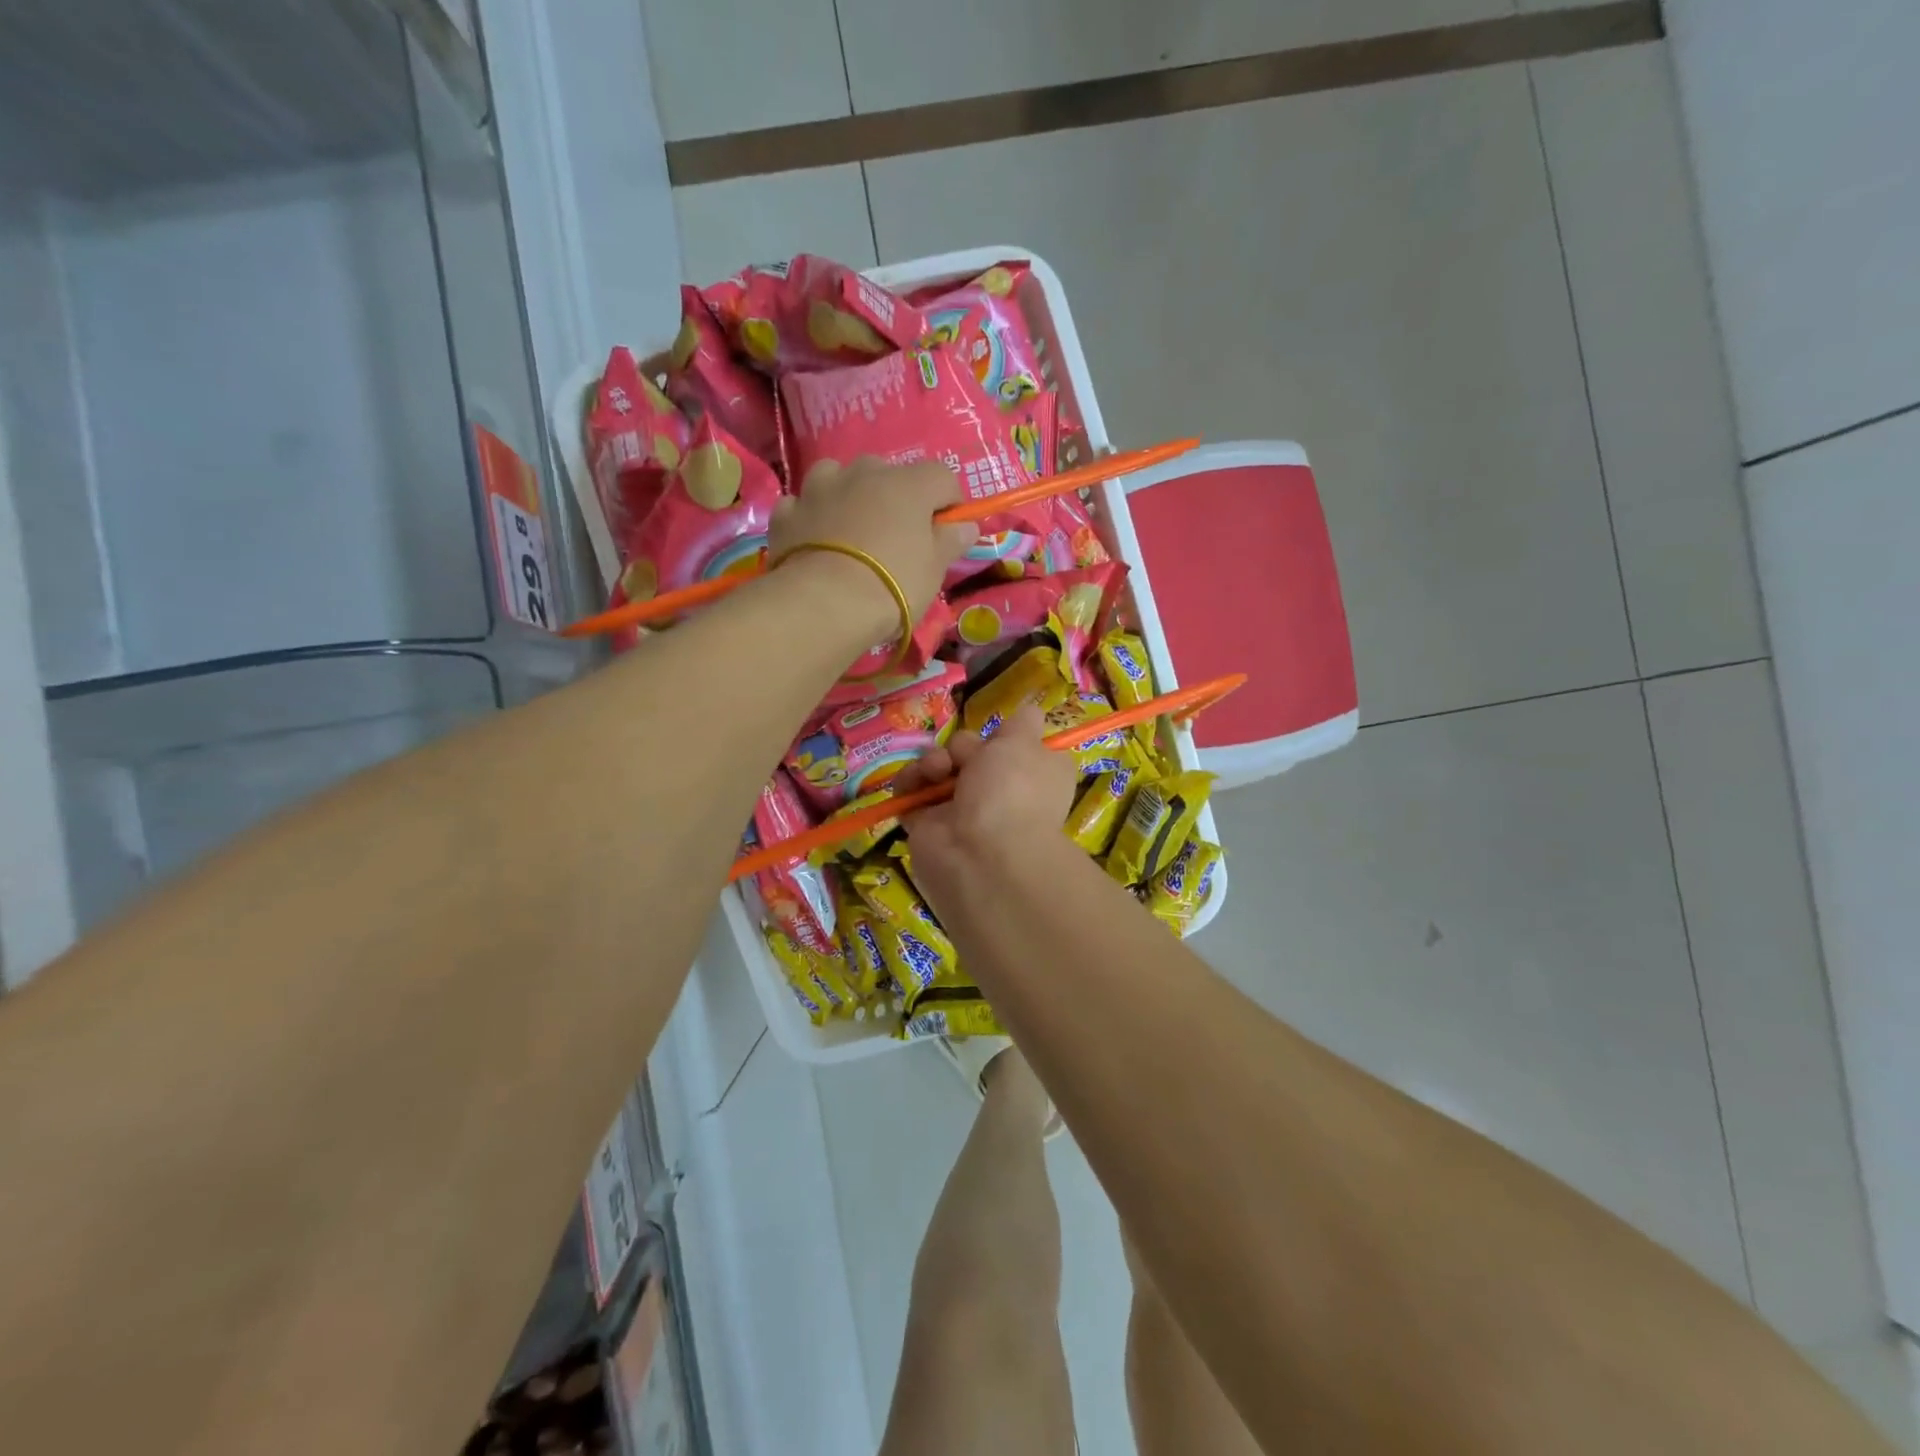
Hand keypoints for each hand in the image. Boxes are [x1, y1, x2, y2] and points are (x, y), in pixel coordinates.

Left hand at [769, 457, 979, 631]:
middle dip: (894, 498)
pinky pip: (804, 505)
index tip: (946, 533)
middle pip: (888, 473)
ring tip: (850, 532)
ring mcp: (820, 489)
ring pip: (839, 478)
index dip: (949, 503)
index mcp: (908, 484)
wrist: (825, 604)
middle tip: (896, 538)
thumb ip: (951, 542)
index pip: (942, 477)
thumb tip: (966, 525)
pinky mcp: (787, 513)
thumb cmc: (893, 584)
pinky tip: (814, 542)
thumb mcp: (934, 570)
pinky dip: (812, 518)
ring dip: (848, 496)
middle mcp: (863, 473)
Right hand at [889, 704, 1079, 909]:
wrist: (981, 854)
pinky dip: (909, 781)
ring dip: (934, 761)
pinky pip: (912, 789)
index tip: (1003, 736)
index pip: (1019, 748)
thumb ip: (1024, 722)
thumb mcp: (1026, 743)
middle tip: (966, 761)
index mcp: (1034, 776)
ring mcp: (963, 809)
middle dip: (965, 748)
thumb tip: (1031, 713)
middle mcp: (1002, 792)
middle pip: (972, 750)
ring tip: (937, 771)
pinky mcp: (928, 823)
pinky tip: (914, 784)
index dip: (1008, 737)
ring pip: (940, 766)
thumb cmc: (1013, 791)